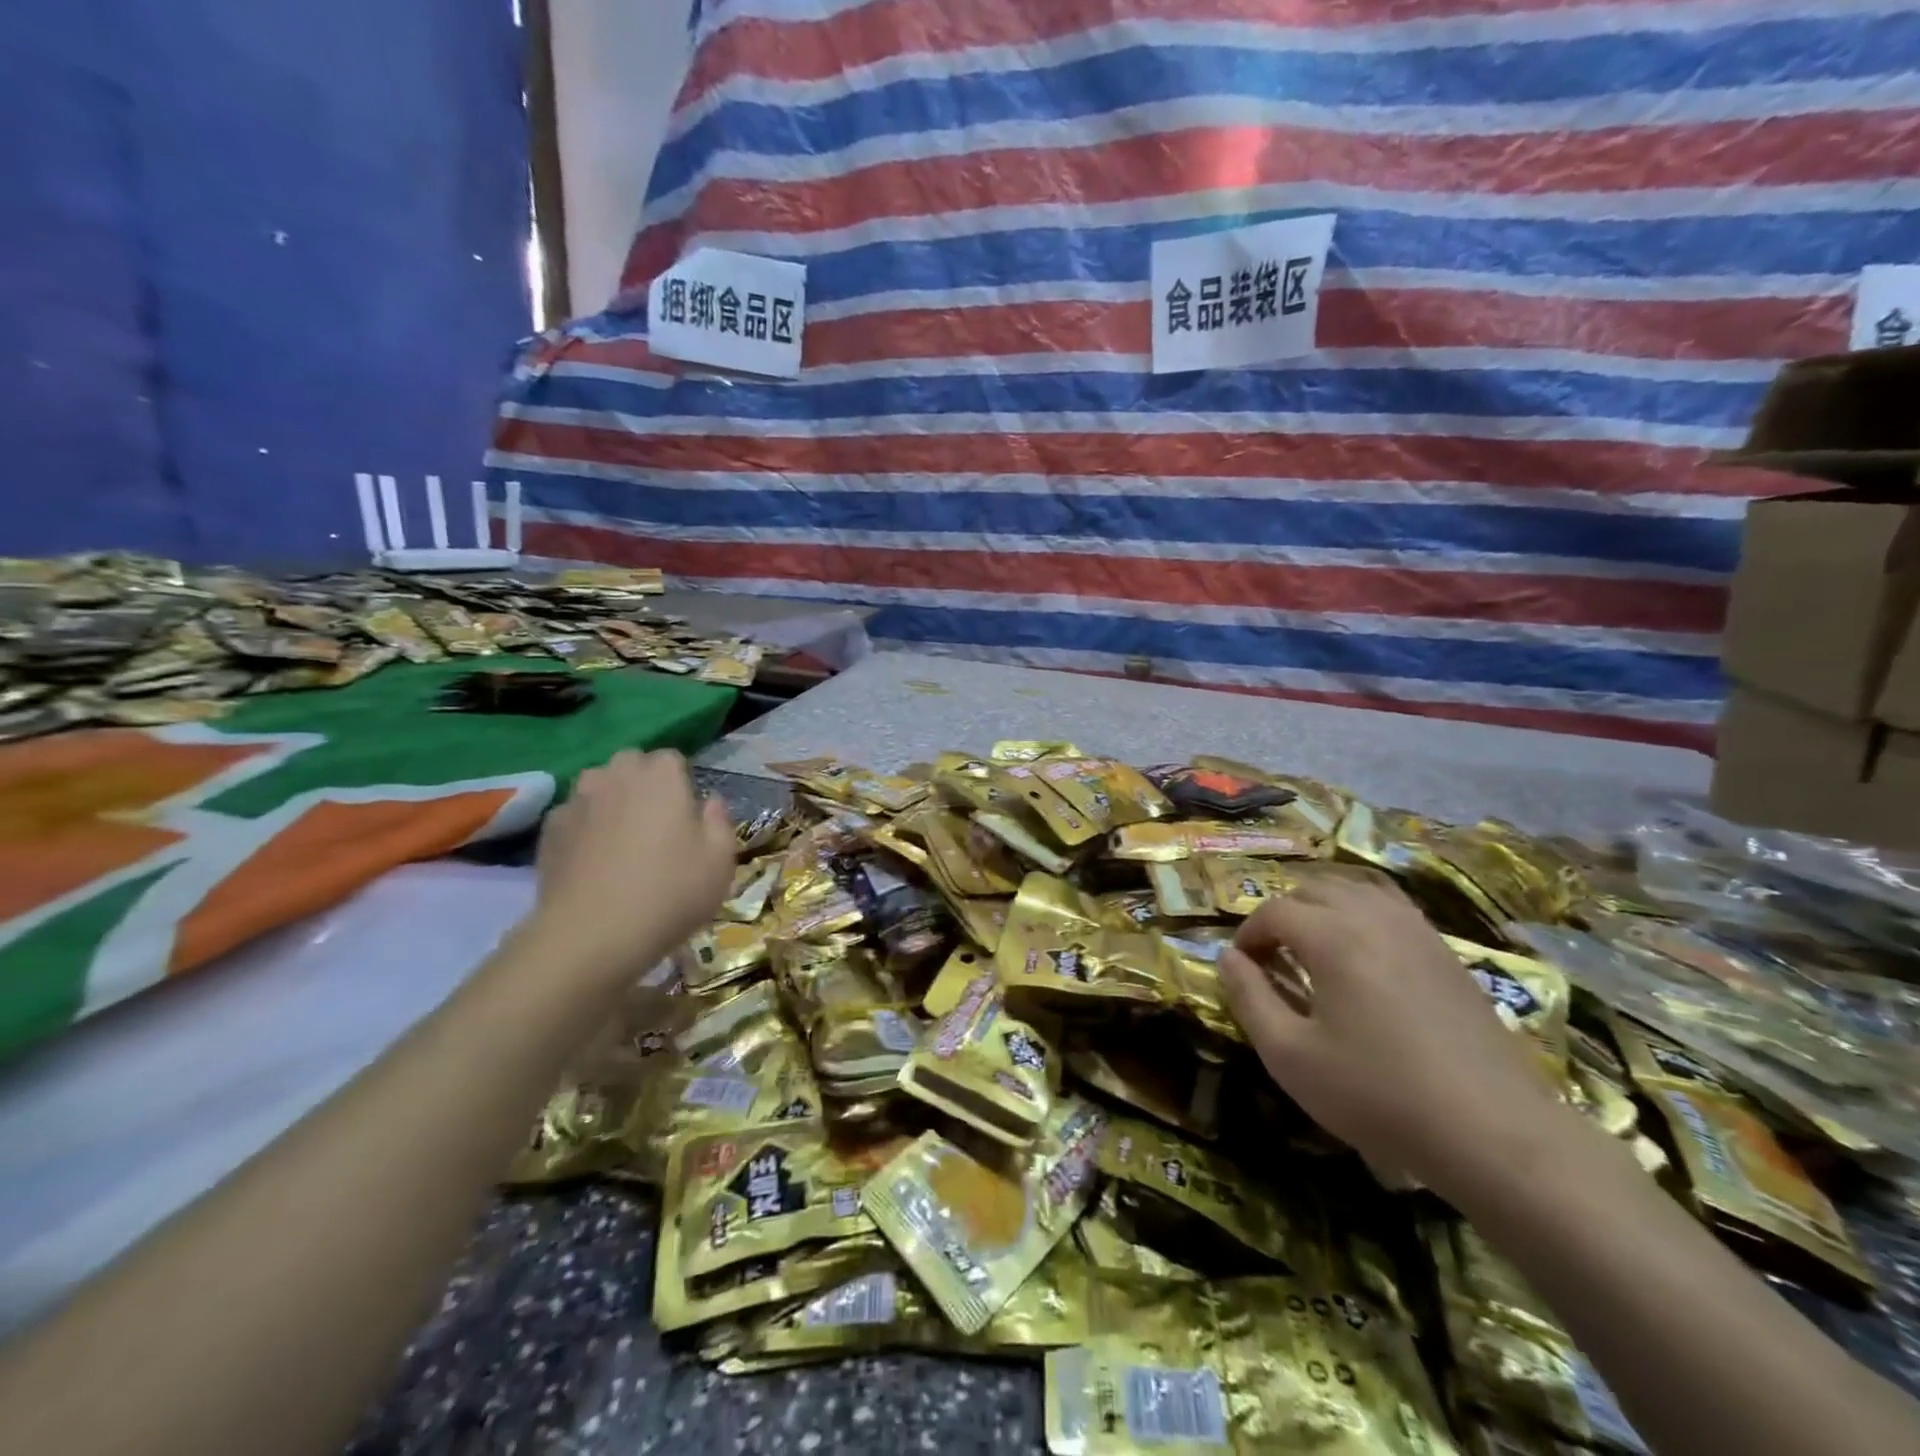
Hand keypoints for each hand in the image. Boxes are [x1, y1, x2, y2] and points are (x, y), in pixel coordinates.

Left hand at [527, 750, 734, 983]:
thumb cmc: (669, 892)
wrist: (591, 935)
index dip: (681, 783)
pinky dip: (584, 829)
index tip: (688, 815)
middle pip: (631, 764)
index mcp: (661, 776)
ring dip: (611, 802)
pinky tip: (593, 863)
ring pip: (598, 787)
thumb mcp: (720, 862)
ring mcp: (577, 801)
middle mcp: (616, 775)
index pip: (672, 759)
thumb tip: (710, 803)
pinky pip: (574, 816)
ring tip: (621, 842)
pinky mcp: (548, 830)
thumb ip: (719, 822)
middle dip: (643, 784)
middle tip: (657, 825)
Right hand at [1218, 876, 1569, 1198]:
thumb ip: (1249, 998)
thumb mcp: (1290, 1055)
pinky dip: (1362, 913)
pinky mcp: (1447, 952)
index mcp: (1332, 936)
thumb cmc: (1379, 1094)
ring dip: (1322, 906)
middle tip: (1272, 957)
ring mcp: (1417, 931)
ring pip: (1355, 889)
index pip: (1274, 911)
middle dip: (1282, 914)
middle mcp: (1373, 917)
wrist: (1496, 1133)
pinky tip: (1363, 952)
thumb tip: (1228, 958)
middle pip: (1313, 888)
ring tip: (1312, 945)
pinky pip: (1392, 907)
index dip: (1248, 934)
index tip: (1242, 967)